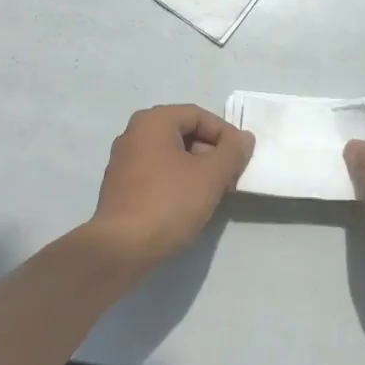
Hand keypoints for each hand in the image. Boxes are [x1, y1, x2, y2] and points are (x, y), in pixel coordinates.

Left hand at [91, 104, 254, 270]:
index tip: (242, 158)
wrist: (121, 249)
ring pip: (171, 155)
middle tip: (231, 176)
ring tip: (215, 193)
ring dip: (197, 169)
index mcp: (153, 121)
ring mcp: (124, 161)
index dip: (226, 134)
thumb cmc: (169, 203)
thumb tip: (244, 138)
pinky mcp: (121, 187)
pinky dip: (178, 181)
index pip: (199, 115)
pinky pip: (157, 173)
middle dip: (212, 153)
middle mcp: (134, 134)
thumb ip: (232, 152)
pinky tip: (190, 204)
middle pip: (184, 133)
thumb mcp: (211, 175)